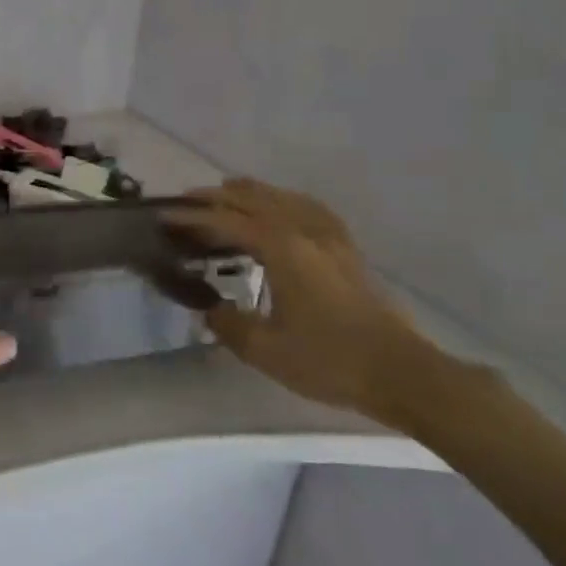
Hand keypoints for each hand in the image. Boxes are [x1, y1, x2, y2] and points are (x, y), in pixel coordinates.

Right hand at [167, 180, 447, 429]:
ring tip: (227, 194)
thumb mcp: (267, 351)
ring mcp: (330, 237)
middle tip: (186, 202)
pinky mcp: (347, 249)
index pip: (227, 222)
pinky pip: (308, 208)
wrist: (401, 372)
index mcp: (282, 249)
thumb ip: (229, 325)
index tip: (164, 215)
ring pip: (283, 198)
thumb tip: (210, 309)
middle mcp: (304, 231)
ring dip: (250, 193)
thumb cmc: (330, 360)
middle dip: (217, 197)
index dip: (193, 217)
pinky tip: (282, 208)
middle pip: (254, 199)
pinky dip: (284, 200)